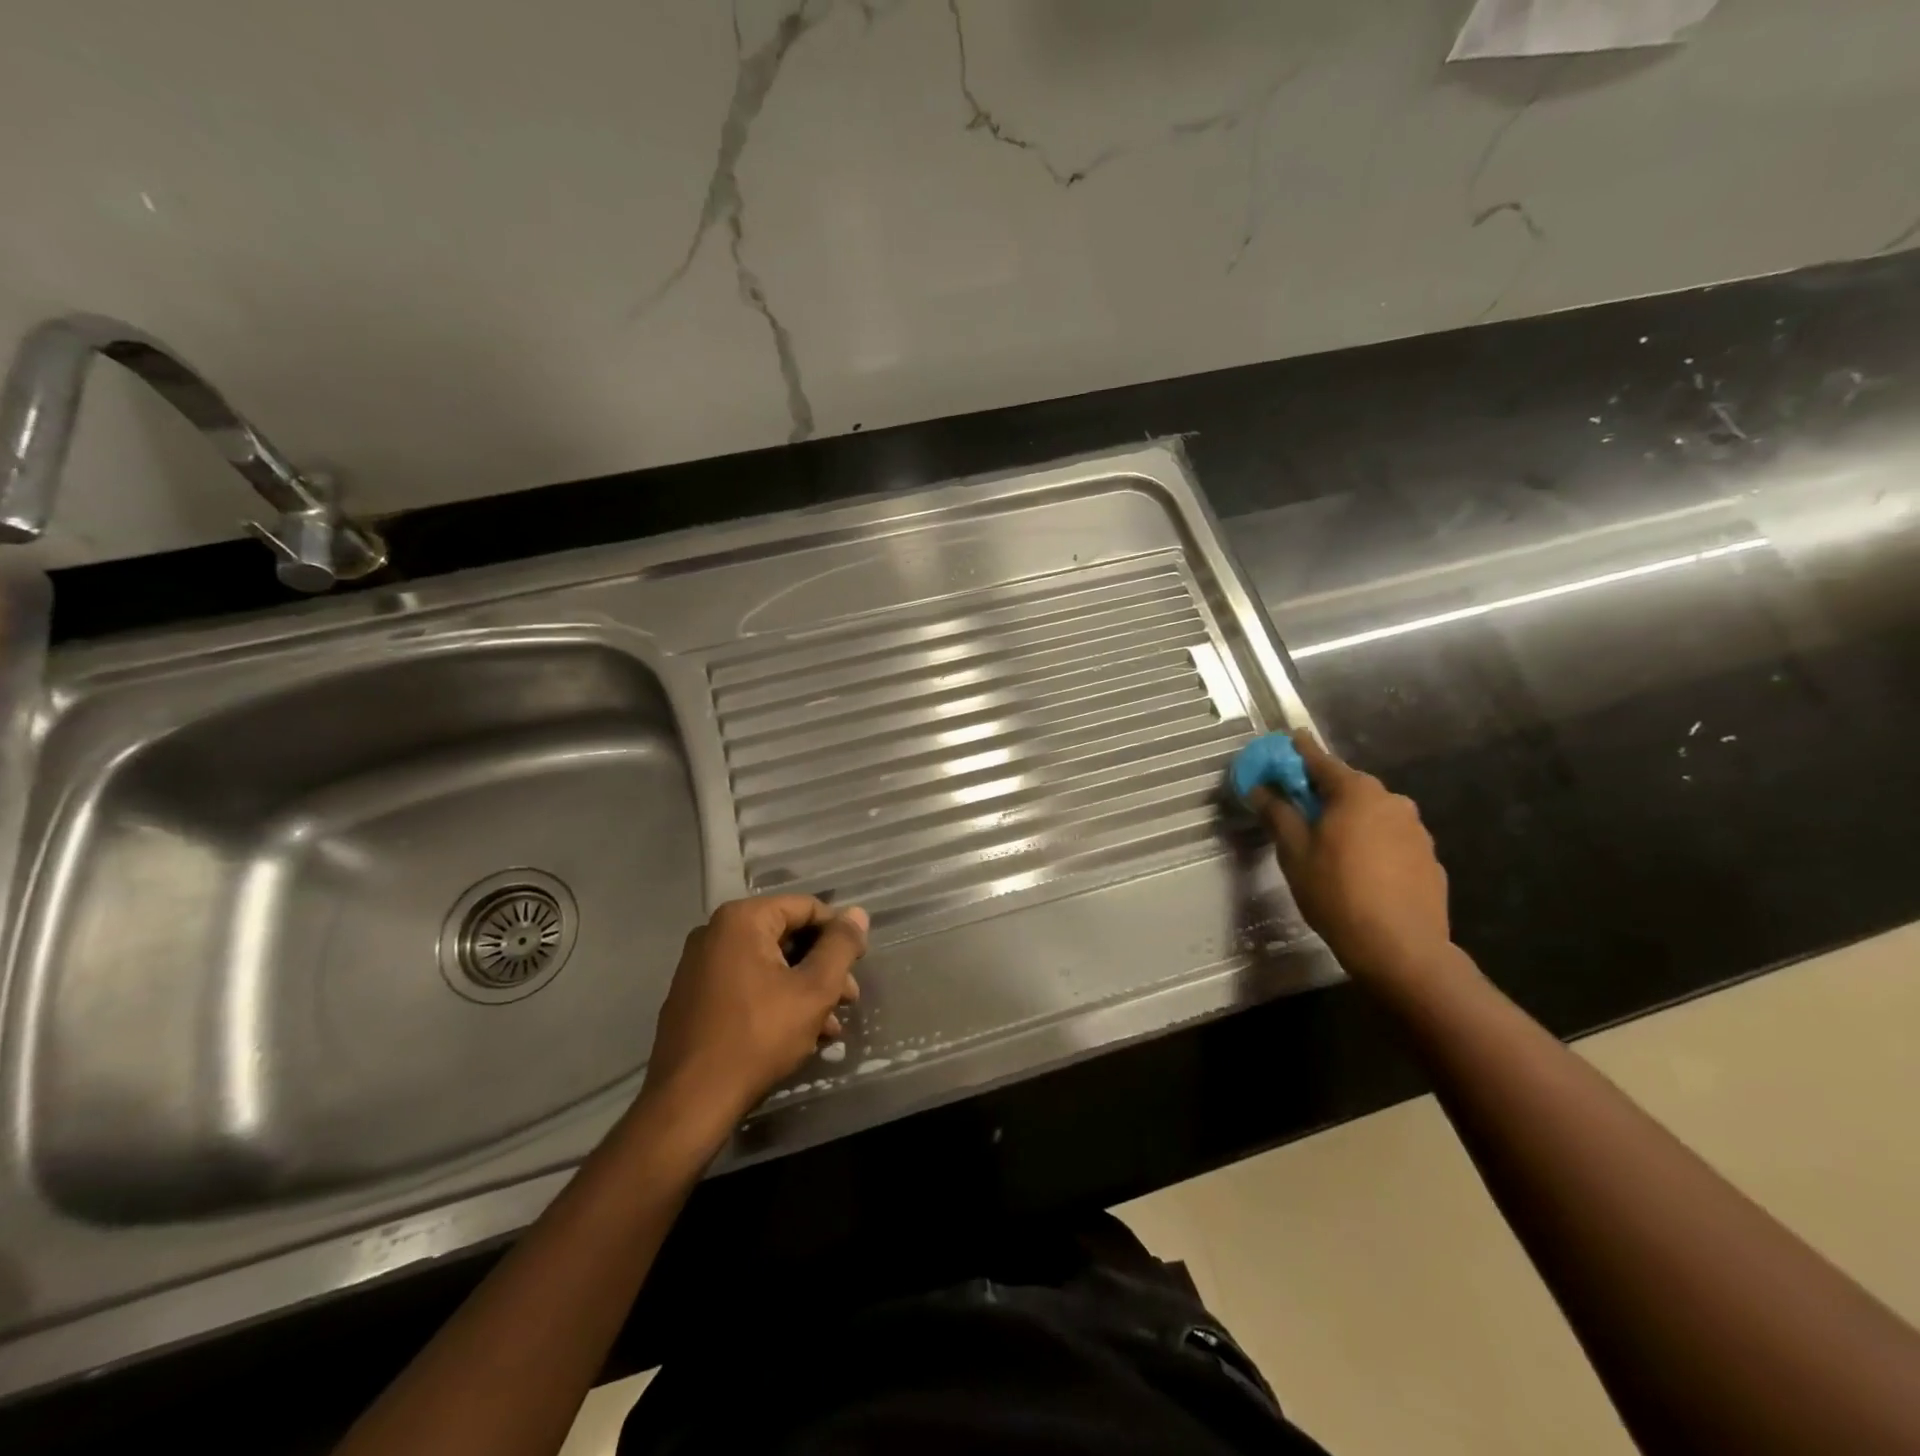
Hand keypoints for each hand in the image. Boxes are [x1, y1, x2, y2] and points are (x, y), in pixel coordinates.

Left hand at [642, 895, 867, 1130]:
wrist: (689, 1103)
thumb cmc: (758, 1037)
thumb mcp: (814, 990)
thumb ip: (840, 946)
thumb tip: (858, 913)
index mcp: (742, 920)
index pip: (806, 908)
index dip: (839, 933)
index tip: (859, 965)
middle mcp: (714, 933)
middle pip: (787, 936)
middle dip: (823, 966)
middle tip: (849, 999)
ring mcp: (699, 967)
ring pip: (769, 964)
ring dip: (804, 988)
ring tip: (831, 1025)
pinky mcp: (694, 998)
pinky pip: (746, 985)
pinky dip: (775, 1000)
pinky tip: (800, 1034)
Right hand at [1253, 730, 1452, 984]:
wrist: (1401, 948)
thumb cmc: (1337, 892)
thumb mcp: (1294, 852)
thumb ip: (1277, 813)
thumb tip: (1260, 789)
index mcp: (1357, 793)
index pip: (1320, 760)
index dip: (1299, 751)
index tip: (1287, 739)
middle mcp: (1393, 801)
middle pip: (1349, 787)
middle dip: (1323, 791)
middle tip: (1299, 806)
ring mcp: (1417, 830)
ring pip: (1373, 814)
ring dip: (1350, 819)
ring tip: (1329, 844)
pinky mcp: (1429, 858)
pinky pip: (1391, 839)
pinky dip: (1372, 843)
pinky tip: (1361, 870)